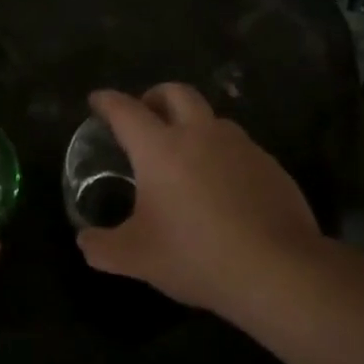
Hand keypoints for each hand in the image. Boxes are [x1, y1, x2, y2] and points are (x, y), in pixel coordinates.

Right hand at [77, 84, 330, 324]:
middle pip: (176, 92)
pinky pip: (238, 147)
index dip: (107, 101)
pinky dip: (221, 154)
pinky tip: (220, 187)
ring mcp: (241, 146)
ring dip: (192, 124)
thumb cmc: (195, 256)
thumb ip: (101, 246)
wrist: (278, 271)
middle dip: (154, 96)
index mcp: (160, 148)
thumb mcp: (135, 258)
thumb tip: (85, 241)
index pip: (126, 110)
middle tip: (144, 114)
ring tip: (184, 154)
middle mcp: (201, 135)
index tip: (97, 100)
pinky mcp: (270, 166)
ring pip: (211, 118)